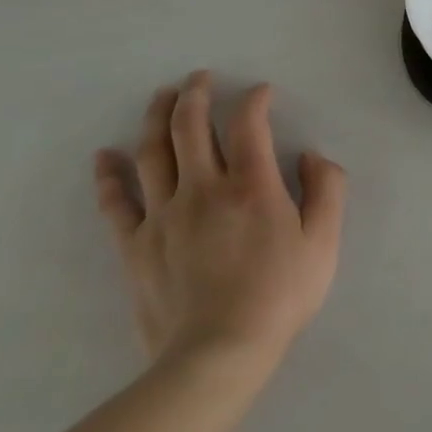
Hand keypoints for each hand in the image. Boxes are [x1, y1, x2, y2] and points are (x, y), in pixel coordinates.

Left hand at [95, 71, 346, 375]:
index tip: (261, 92)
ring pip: (152, 154)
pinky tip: (105, 156)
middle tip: (198, 77)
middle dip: (194, 94)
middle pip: (189, 128)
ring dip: (155, 118)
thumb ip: (327, 189)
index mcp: (252, 186)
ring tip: (160, 97)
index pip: (248, 124)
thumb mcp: (325, 241)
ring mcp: (163, 216)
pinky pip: (116, 202)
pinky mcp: (135, 245)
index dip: (254, 99)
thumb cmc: (281, 294)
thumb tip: (311, 156)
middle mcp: (203, 189)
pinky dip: (109, 175)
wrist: (218, 353)